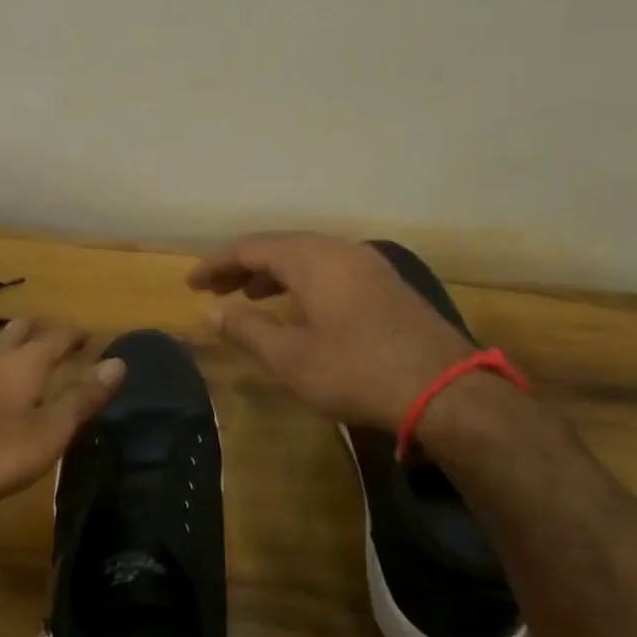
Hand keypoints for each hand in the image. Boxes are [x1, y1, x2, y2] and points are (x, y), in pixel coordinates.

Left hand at [0, 318, 124, 514]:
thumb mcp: (51, 430)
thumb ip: (84, 397)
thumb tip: (118, 362)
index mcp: (24, 362)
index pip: (56, 336)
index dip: (75, 336)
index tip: (90, 338)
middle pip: (20, 330)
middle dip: (44, 331)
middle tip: (62, 343)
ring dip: (18, 345)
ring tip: (33, 360)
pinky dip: (0, 366)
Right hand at [187, 232, 469, 430]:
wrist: (444, 389)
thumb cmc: (356, 371)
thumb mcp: (291, 357)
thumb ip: (247, 330)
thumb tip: (210, 313)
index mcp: (313, 259)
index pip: (251, 247)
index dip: (216, 264)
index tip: (191, 284)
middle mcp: (340, 250)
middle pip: (280, 246)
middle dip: (242, 266)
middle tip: (214, 290)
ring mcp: (368, 265)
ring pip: (307, 257)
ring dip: (272, 273)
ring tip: (248, 296)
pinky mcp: (385, 285)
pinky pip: (329, 269)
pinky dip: (301, 281)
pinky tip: (296, 306)